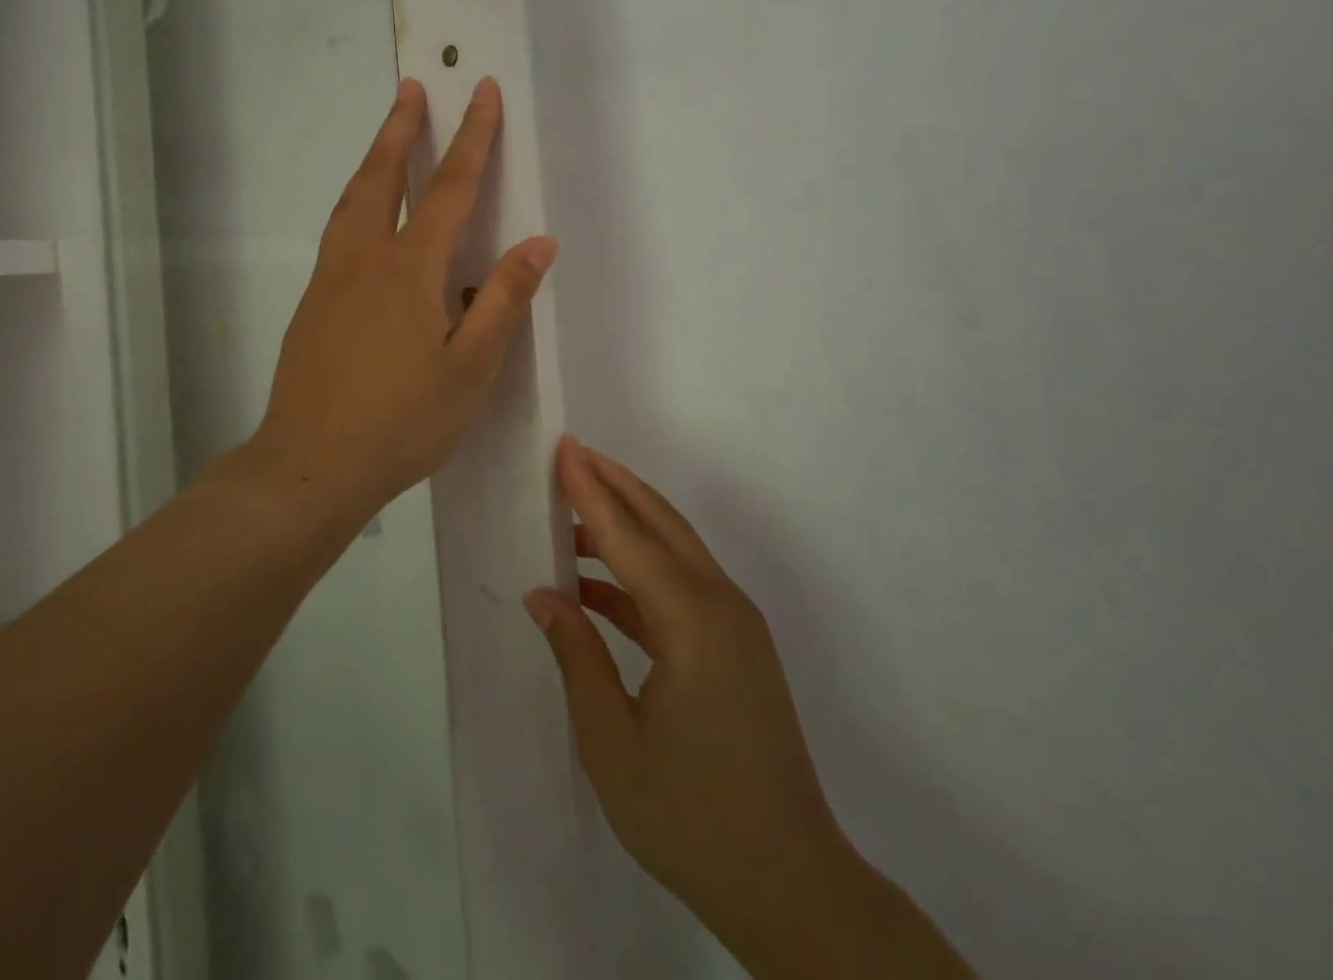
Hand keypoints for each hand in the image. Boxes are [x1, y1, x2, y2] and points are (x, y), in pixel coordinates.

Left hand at [249, 78, 557, 519]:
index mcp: (408, 269)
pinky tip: (362, 217)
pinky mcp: (311, 304)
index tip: (482, 91)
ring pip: (351, 201)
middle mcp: (363, 259)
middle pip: (383, 177)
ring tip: (386, 136)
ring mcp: (329, 279)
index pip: (448, 188)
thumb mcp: (470, 369)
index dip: (472, 138)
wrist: (309, 465)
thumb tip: (538, 243)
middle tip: (411, 88)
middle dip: (402, 129)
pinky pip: (338, 232)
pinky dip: (356, 201)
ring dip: (373, 160)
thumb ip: (503, 301)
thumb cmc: (401, 421)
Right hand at [526, 440, 970, 976]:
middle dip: (615, 485)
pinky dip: (639, 575)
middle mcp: (721, 606)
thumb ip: (576, 656)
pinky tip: (597, 588)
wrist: (789, 885)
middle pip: (661, 524)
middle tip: (572, 455)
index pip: (629, 537)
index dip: (590, 491)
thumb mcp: (612, 742)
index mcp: (693, 621)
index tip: (563, 448)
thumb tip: (543, 596)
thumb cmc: (691, 816)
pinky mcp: (737, 648)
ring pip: (674, 551)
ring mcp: (736, 626)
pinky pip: (681, 588)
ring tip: (573, 515)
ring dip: (627, 526)